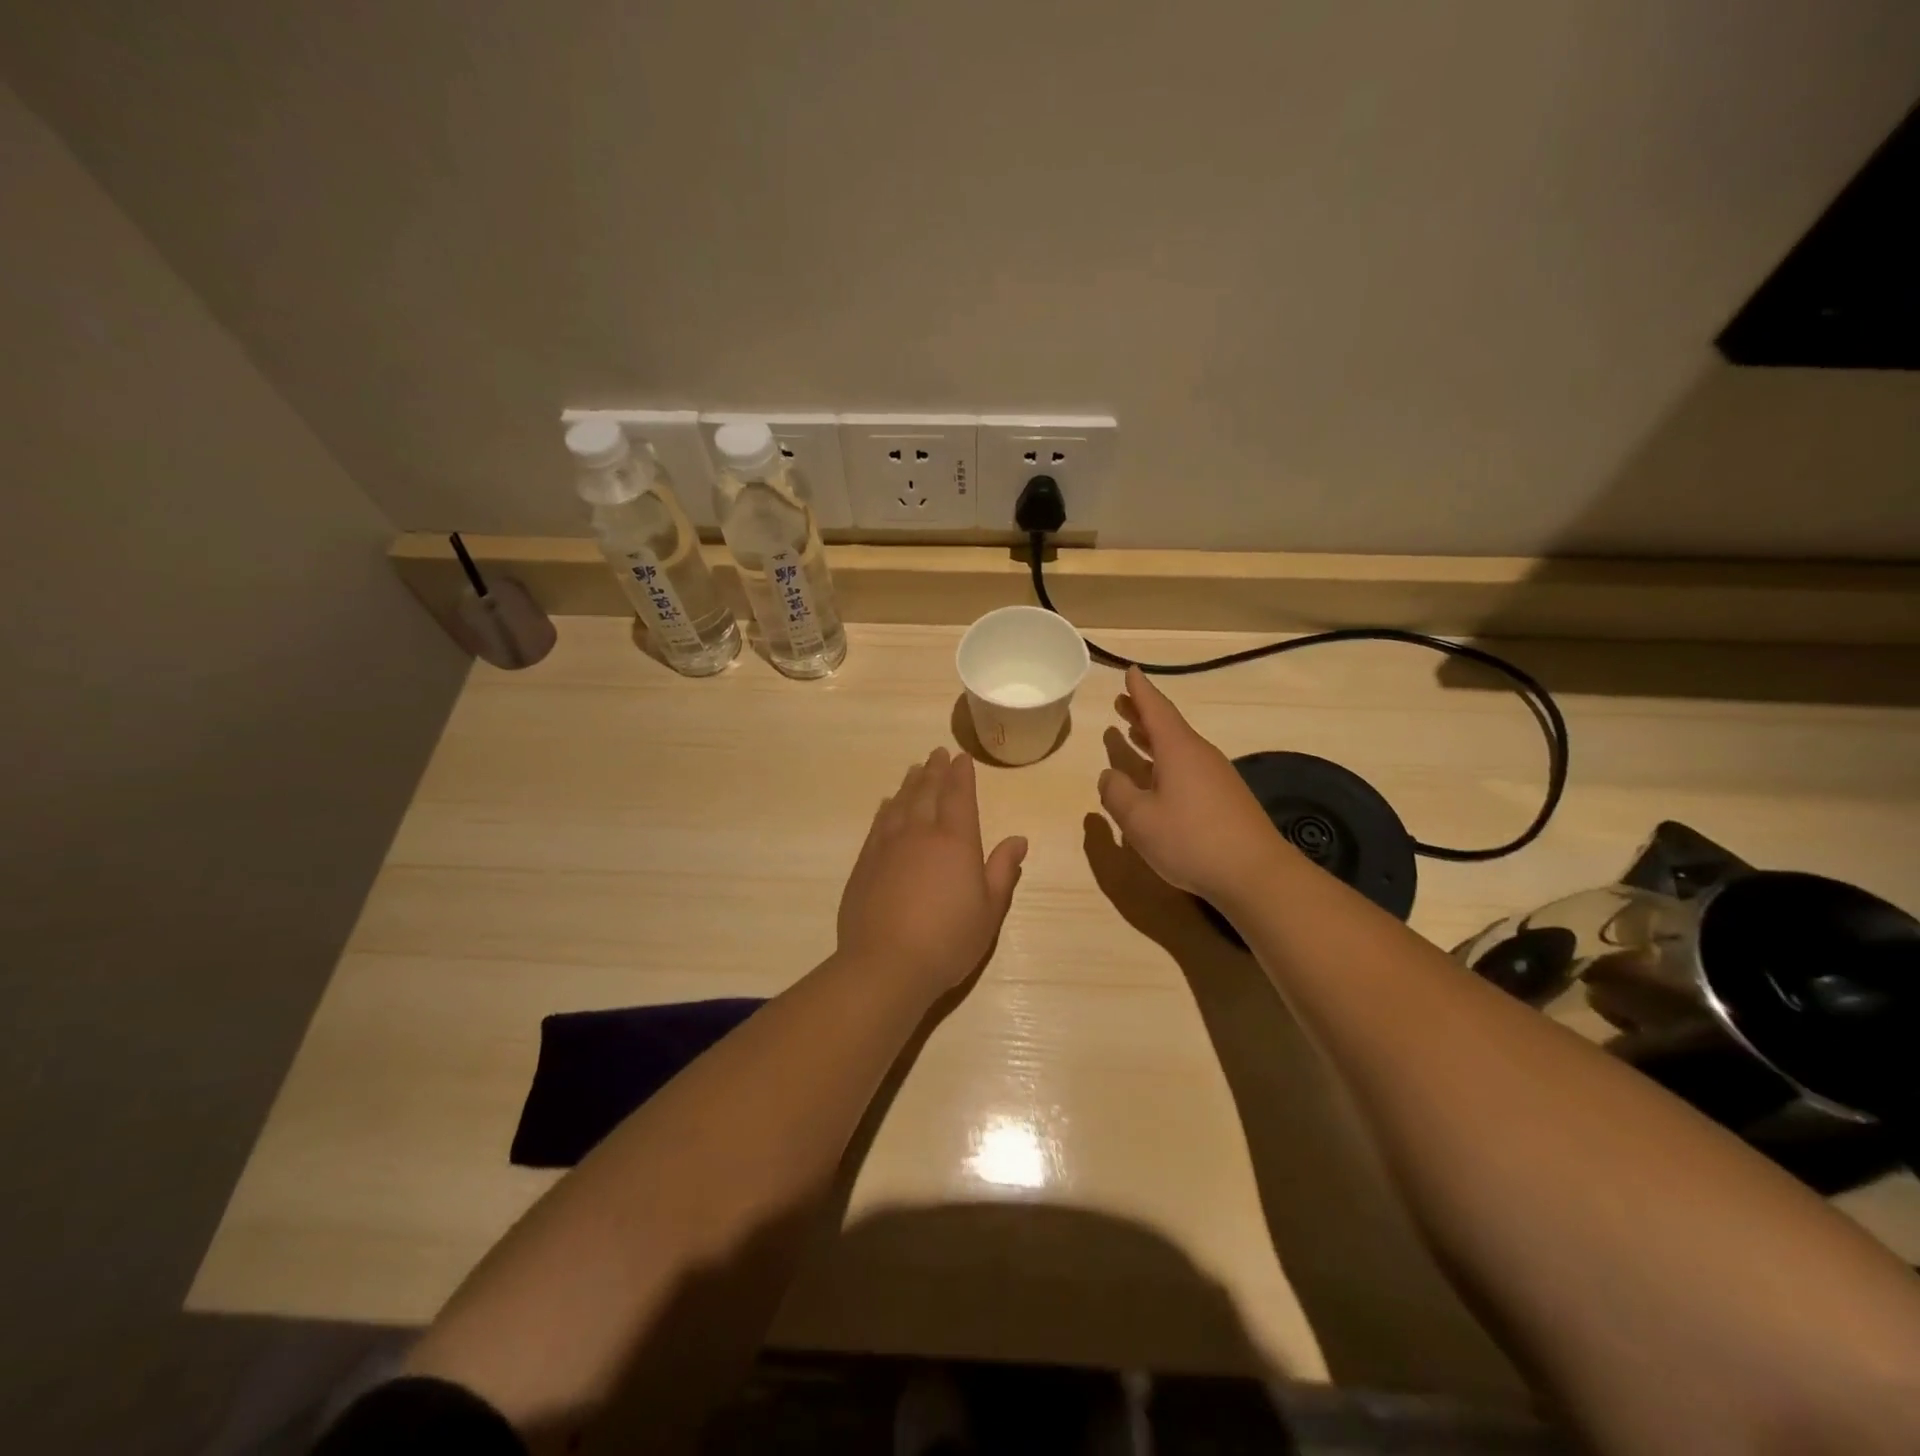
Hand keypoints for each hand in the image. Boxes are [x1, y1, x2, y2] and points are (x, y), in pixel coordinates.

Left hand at [837, 747, 1027, 995]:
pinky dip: (886, 808)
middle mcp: (920, 834)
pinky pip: (878, 823)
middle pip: (927, 792)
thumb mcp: (989, 910)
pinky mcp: (865, 863)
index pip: (959, 796)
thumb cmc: (948, 940)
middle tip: (938, 753)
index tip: (962, 757)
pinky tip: (887, 804)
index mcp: (955, 842)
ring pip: (900, 803)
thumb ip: (1002, 871)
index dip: (961, 775)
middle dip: (935, 770)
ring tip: (915, 769)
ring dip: (910, 784)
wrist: (886, 964)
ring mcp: (888, 846)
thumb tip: (1018, 840)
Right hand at [1098, 666, 1286, 903]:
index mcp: (1178, 751)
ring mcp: (1216, 777)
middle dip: (1143, 714)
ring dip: (1153, 739)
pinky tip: (1158, 779)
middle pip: (1168, 726)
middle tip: (1122, 702)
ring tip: (1132, 734)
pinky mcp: (1225, 799)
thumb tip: (1109, 775)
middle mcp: (1199, 756)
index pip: (1156, 710)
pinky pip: (1188, 768)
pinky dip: (1166, 762)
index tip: (1130, 671)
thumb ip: (1117, 794)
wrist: (1255, 874)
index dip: (1140, 691)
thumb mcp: (1139, 820)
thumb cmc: (1191, 840)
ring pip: (1178, 748)